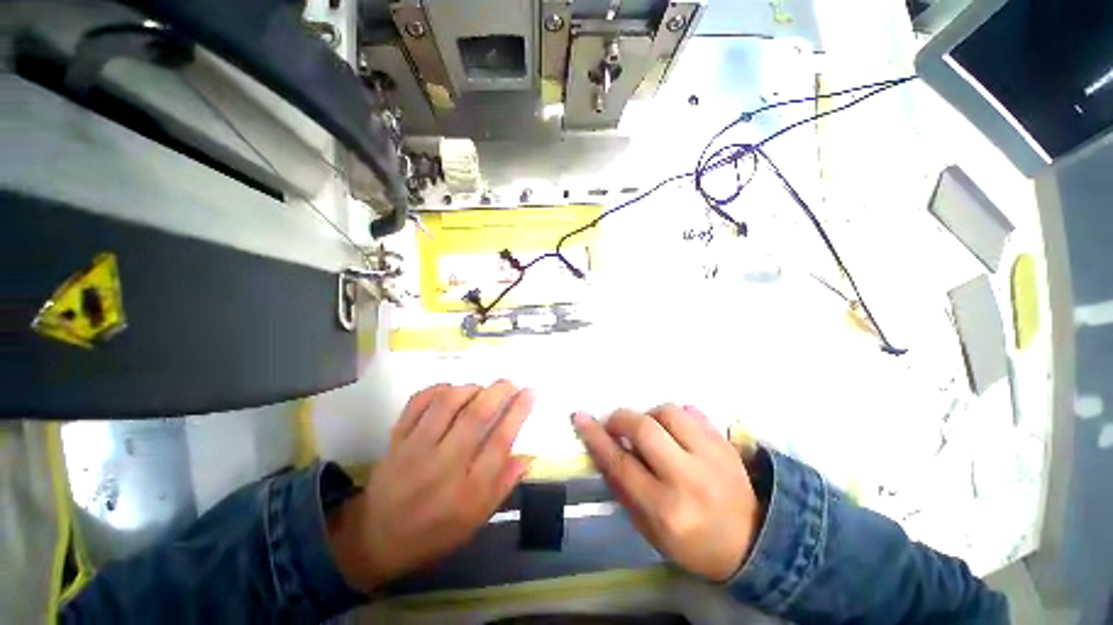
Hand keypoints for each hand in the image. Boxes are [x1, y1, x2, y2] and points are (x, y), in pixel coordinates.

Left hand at [328, 381, 534, 590]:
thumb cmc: (434, 532)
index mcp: (467, 490)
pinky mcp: (395, 439)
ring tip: (481, 388)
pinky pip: (416, 403)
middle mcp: (443, 466)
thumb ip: (504, 484)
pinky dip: (436, 389)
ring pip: (446, 404)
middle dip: (498, 392)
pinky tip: (450, 389)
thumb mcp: (476, 519)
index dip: (519, 411)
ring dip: (469, 388)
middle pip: (475, 417)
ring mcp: (415, 450)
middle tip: (510, 382)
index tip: (531, 392)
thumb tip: (530, 455)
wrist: (377, 538)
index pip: (500, 441)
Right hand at [573, 405, 761, 581]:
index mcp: (666, 508)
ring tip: (651, 430)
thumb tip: (605, 449)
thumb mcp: (650, 530)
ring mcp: (712, 457)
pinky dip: (677, 415)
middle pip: (644, 428)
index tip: (580, 417)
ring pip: (669, 412)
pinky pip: (693, 412)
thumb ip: (624, 489)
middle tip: (615, 425)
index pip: (621, 463)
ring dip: (650, 415)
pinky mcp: (726, 444)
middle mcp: (688, 478)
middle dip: (621, 419)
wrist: (754, 543)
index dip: (596, 437)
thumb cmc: (694, 544)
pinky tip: (676, 430)